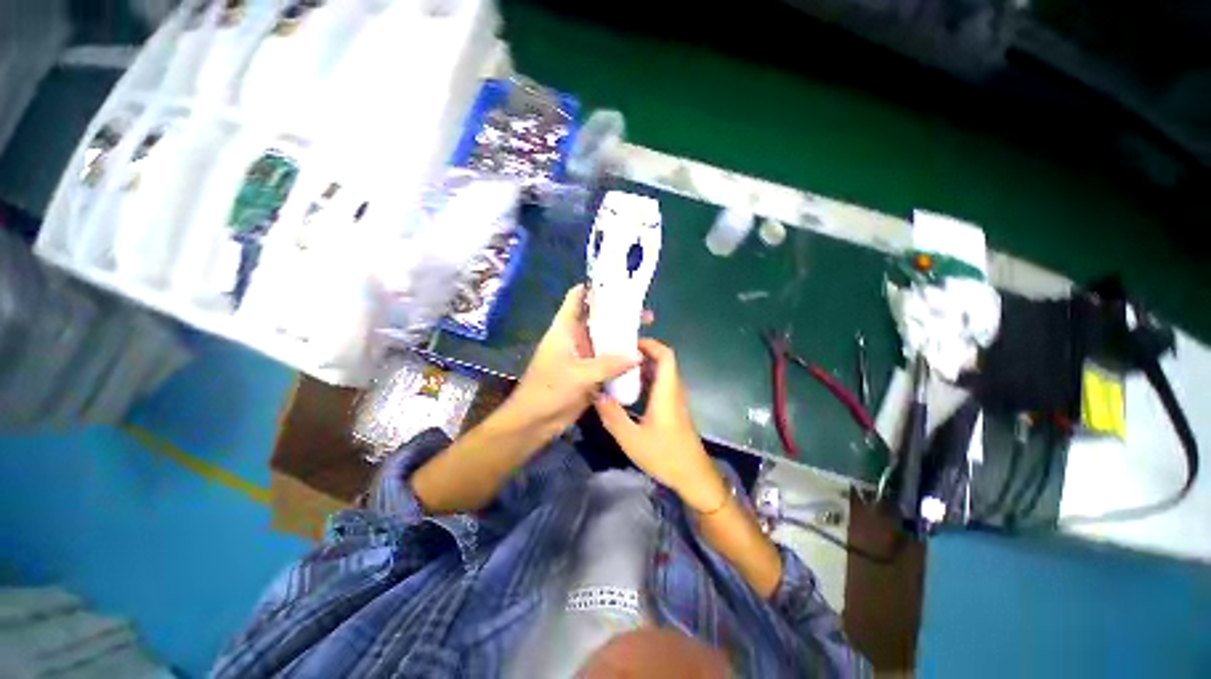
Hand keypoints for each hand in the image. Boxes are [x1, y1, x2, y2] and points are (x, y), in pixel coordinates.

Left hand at [502, 284, 637, 440]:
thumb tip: (639, 355)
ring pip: (605, 340)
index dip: (595, 287)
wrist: (535, 421)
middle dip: (619, 314)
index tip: (619, 284)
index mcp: (565, 328)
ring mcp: (583, 355)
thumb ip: (610, 364)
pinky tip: (639, 358)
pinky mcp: (589, 372)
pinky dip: (621, 358)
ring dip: (622, 337)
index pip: (578, 297)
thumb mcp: (579, 374)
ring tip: (647, 333)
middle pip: (598, 318)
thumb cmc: (549, 390)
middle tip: (644, 313)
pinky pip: (608, 360)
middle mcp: (575, 337)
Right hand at [594, 339, 727, 512]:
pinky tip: (629, 389)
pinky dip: (647, 379)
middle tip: (618, 354)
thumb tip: (597, 394)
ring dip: (643, 366)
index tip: (628, 343)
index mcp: (667, 391)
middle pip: (663, 361)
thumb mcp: (632, 439)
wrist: (693, 476)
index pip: (666, 355)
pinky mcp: (673, 408)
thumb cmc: (665, 456)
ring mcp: (675, 399)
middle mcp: (674, 390)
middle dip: (642, 352)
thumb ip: (613, 416)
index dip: (650, 344)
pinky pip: (661, 384)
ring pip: (662, 372)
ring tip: (620, 367)